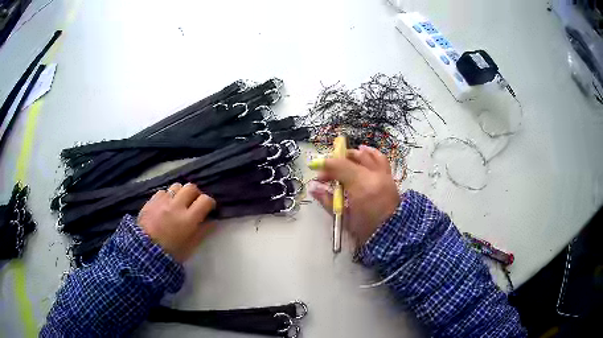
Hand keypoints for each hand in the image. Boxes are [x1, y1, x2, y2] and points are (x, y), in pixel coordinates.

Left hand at [138, 183, 215, 261]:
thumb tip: (212, 221)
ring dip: (180, 193)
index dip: (209, 203)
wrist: (144, 252)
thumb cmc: (171, 253)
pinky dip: (167, 196)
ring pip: (176, 186)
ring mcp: (162, 201)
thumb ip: (202, 232)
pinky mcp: (151, 201)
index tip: (208, 208)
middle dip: (195, 194)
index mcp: (188, 219)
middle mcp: (176, 206)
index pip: (205, 200)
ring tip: (179, 202)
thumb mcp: (190, 246)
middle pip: (191, 187)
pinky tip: (165, 205)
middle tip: (194, 203)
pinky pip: (163, 191)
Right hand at [308, 145, 399, 245]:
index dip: (325, 164)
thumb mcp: (344, 216)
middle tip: (327, 172)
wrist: (392, 234)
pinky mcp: (389, 177)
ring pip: (367, 155)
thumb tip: (313, 187)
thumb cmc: (366, 229)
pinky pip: (380, 158)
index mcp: (361, 186)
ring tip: (344, 158)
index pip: (340, 166)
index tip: (315, 167)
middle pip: (352, 159)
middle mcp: (373, 175)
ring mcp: (383, 174)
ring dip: (353, 155)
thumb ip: (327, 200)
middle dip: (336, 162)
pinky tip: (364, 152)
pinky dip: (371, 153)